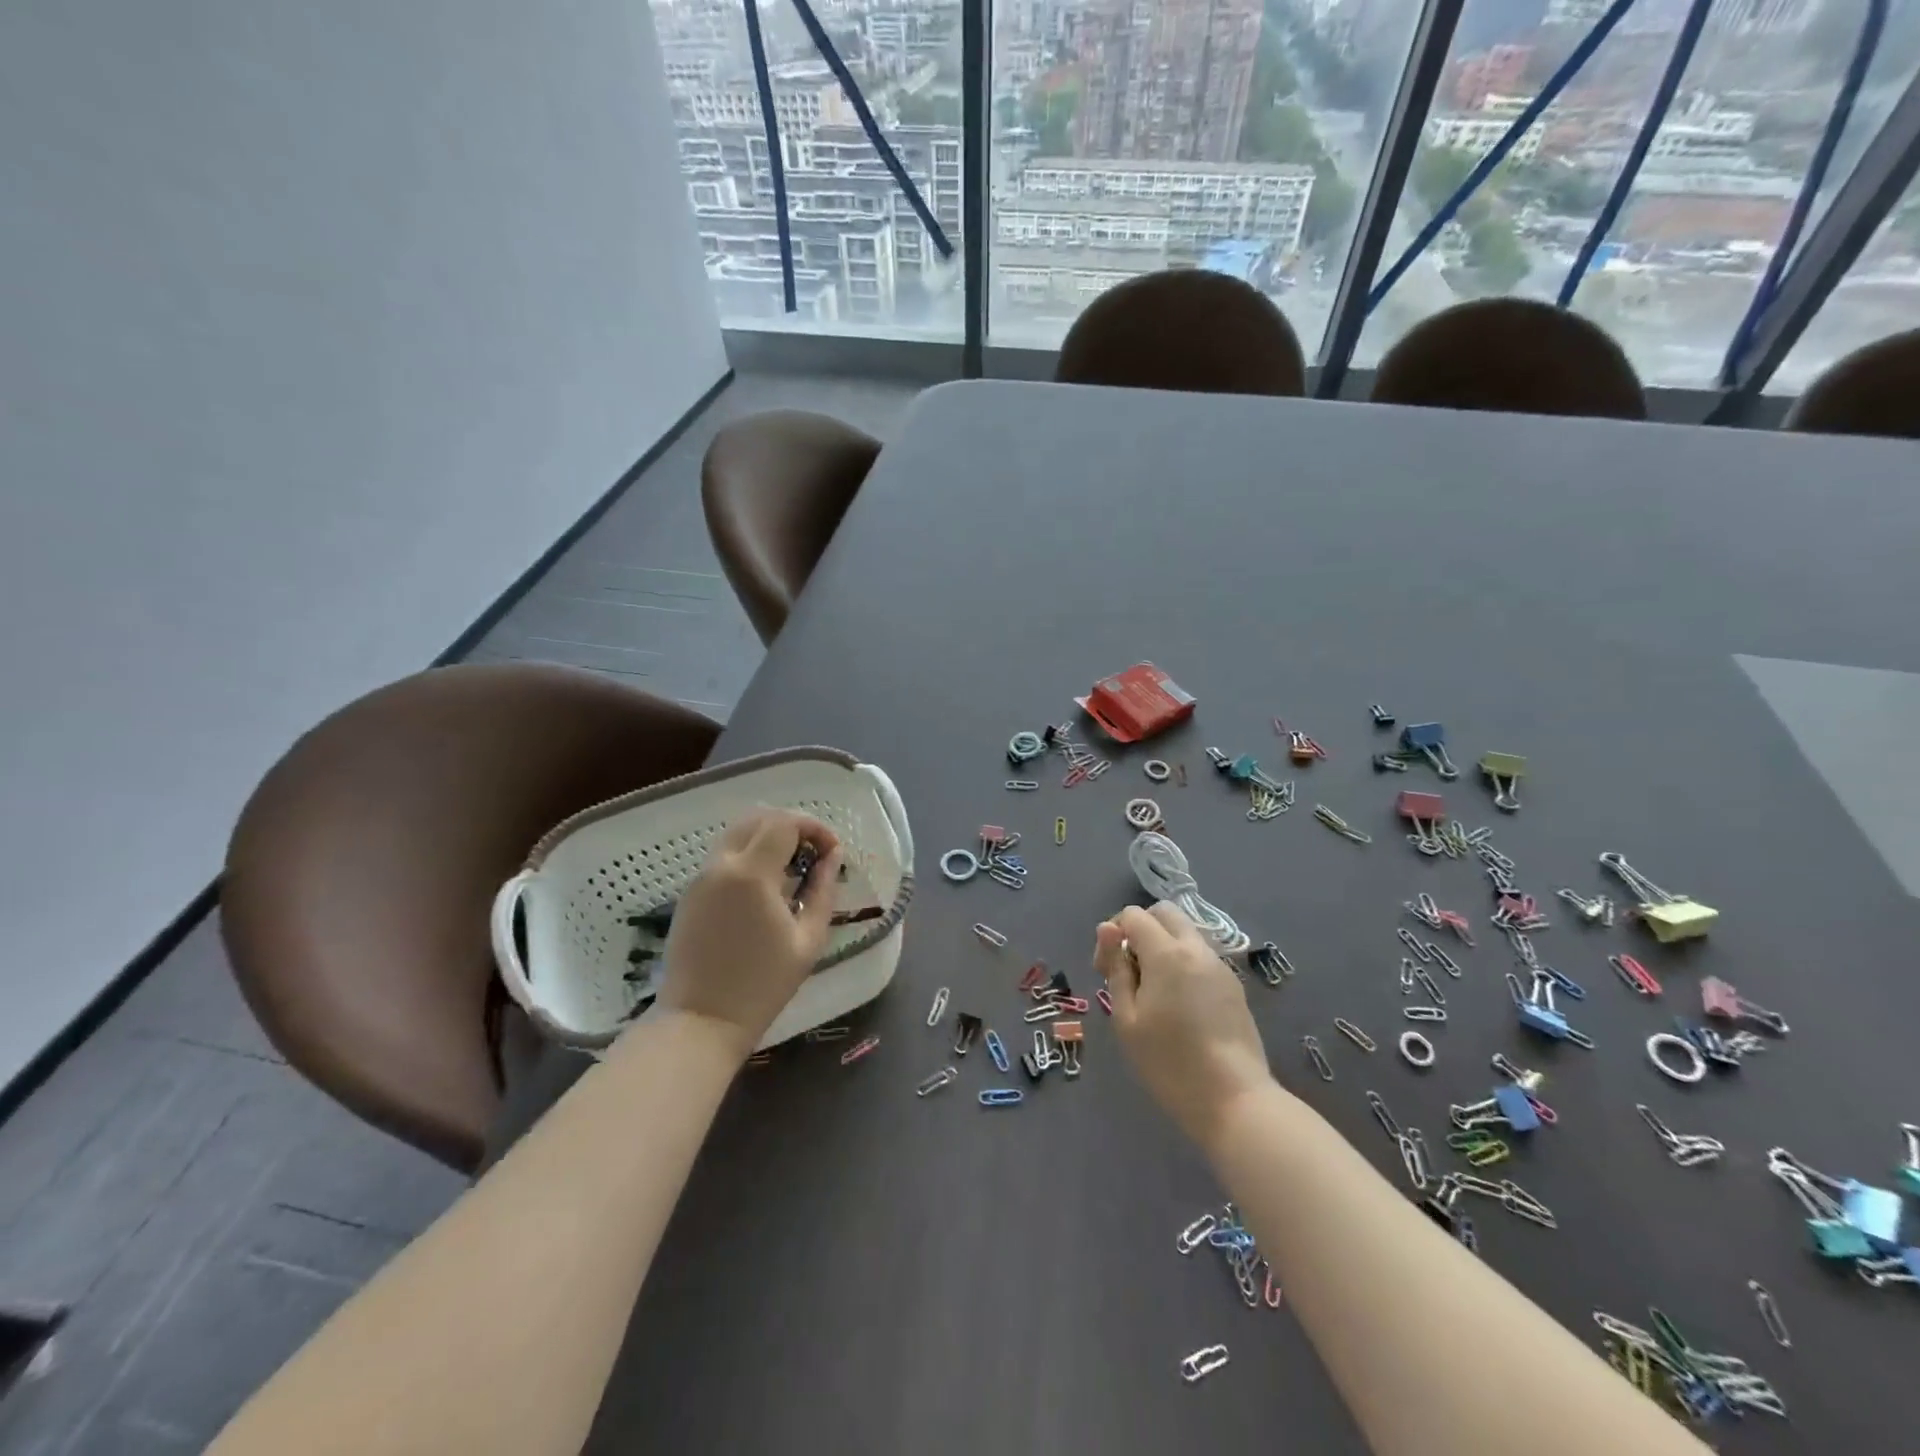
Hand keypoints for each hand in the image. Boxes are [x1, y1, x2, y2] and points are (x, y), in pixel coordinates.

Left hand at [657, 808, 842, 1059]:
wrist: (701, 1021)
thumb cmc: (762, 985)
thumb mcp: (808, 939)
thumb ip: (823, 889)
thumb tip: (833, 857)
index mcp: (751, 874)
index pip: (785, 823)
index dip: (815, 828)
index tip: (832, 851)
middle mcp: (721, 865)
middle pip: (758, 817)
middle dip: (792, 825)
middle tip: (814, 853)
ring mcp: (701, 877)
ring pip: (737, 833)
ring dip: (769, 837)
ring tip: (792, 868)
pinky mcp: (690, 893)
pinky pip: (724, 856)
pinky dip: (749, 854)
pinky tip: (766, 887)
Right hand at [1093, 903, 1271, 1148]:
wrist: (1235, 1100)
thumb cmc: (1170, 1063)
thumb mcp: (1127, 1019)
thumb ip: (1116, 968)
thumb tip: (1107, 930)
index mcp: (1167, 953)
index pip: (1133, 915)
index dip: (1112, 934)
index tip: (1105, 970)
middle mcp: (1196, 949)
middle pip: (1164, 913)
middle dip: (1140, 929)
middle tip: (1128, 970)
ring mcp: (1220, 966)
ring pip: (1185, 933)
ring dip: (1163, 945)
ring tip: (1152, 990)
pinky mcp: (1234, 986)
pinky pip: (1201, 956)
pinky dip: (1183, 962)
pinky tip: (1178, 1003)